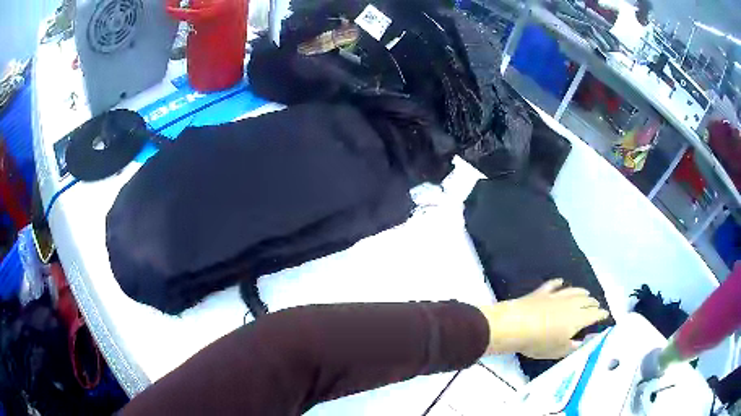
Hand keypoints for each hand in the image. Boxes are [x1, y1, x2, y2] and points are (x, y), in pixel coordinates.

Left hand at [477, 279, 610, 359]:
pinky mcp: (541, 292)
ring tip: (586, 293)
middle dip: (593, 303)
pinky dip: (558, 283)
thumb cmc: (538, 342)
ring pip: (573, 291)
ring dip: (581, 292)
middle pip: (586, 300)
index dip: (601, 314)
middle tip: (596, 305)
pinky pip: (553, 285)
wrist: (515, 325)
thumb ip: (572, 346)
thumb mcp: (558, 351)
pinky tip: (560, 282)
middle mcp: (571, 303)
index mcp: (578, 318)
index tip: (605, 314)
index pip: (594, 314)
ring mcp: (556, 295)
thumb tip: (582, 341)